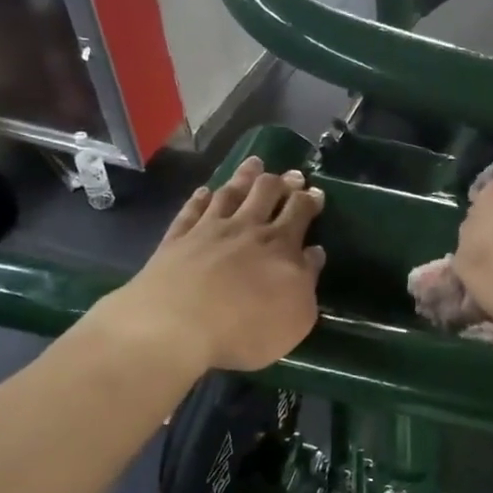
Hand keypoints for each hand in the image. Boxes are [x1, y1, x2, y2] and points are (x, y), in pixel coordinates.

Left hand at [115, 156, 325, 373]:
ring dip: (244, 176)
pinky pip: (191, 210)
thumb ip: (308, 280)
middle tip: (292, 175)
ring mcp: (208, 230)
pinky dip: (200, 198)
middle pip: (266, 193)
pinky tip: (204, 191)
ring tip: (254, 163)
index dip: (310, 199)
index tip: (316, 192)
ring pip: (230, 193)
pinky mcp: (177, 239)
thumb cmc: (246, 328)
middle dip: (282, 181)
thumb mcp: (296, 316)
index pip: (300, 211)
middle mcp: (246, 228)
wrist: (176, 327)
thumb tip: (314, 252)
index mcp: (280, 245)